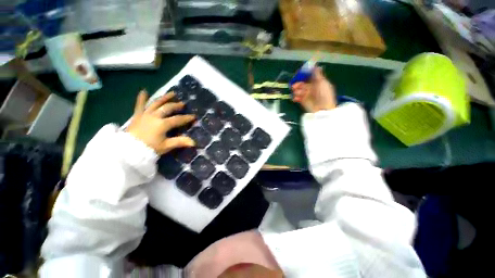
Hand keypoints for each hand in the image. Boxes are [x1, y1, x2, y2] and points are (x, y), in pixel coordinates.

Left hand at [127, 90, 195, 153]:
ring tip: (172, 93)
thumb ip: (180, 142)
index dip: (187, 118)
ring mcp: (145, 114)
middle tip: (182, 104)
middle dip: (176, 105)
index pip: (178, 119)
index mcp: (163, 124)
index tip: (194, 116)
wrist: (129, 150)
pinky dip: (142, 98)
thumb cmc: (150, 148)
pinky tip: (144, 91)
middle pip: (168, 108)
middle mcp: (155, 116)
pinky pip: (139, 105)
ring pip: (156, 103)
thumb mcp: (166, 146)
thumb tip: (194, 142)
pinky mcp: (137, 115)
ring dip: (165, 98)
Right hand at [291, 67, 336, 112]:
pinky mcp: (303, 101)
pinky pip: (297, 97)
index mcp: (317, 82)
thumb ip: (317, 74)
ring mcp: (307, 95)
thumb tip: (315, 65)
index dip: (304, 75)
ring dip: (297, 91)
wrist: (322, 109)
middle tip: (294, 86)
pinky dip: (295, 97)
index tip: (298, 74)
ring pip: (299, 90)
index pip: (309, 77)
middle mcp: (312, 88)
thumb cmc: (323, 94)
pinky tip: (295, 98)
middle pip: (302, 83)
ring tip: (296, 93)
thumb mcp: (321, 82)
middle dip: (298, 84)